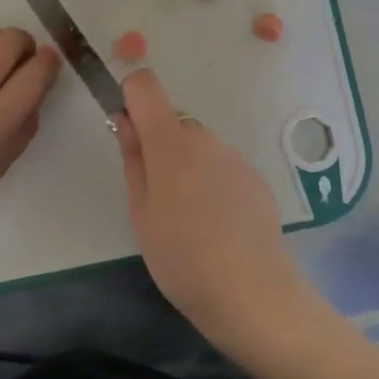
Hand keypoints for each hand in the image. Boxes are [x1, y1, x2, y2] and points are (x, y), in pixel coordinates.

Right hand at [115, 68, 317, 350]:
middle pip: (173, 122)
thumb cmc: (182, 257)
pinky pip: (222, 165)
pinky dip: (213, 182)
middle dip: (160, 146)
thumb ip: (133, 159)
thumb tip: (124, 120)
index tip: (126, 130)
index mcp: (170, 142)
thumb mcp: (141, 213)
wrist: (253, 293)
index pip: (145, 86)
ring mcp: (234, 156)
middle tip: (157, 197)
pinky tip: (218, 224)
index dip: (131, 96)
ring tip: (189, 218)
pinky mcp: (255, 177)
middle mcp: (204, 138)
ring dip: (188, 166)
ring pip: (199, 146)